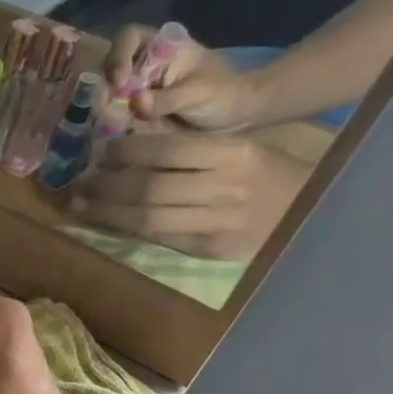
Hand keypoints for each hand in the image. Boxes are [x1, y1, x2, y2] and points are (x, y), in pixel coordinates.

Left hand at [70, 132, 310, 260]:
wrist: (314, 213)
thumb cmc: (268, 173)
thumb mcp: (239, 148)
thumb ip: (191, 149)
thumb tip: (130, 143)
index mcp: (233, 154)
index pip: (166, 150)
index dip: (126, 152)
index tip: (101, 153)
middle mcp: (224, 188)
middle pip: (149, 188)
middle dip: (106, 186)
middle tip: (78, 184)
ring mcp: (217, 223)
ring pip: (147, 218)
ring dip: (106, 212)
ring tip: (80, 205)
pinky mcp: (209, 249)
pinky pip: (159, 238)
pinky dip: (127, 230)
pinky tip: (106, 222)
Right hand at [102, 24, 267, 132]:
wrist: (233, 119)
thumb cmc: (223, 95)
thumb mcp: (199, 94)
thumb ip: (167, 98)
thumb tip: (135, 102)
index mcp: (161, 47)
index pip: (129, 37)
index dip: (118, 55)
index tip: (119, 81)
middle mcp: (141, 66)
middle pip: (108, 69)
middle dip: (103, 90)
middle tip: (106, 112)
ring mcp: (133, 90)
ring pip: (104, 94)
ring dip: (101, 110)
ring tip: (107, 127)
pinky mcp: (130, 113)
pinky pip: (109, 116)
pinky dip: (105, 125)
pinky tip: (110, 135)